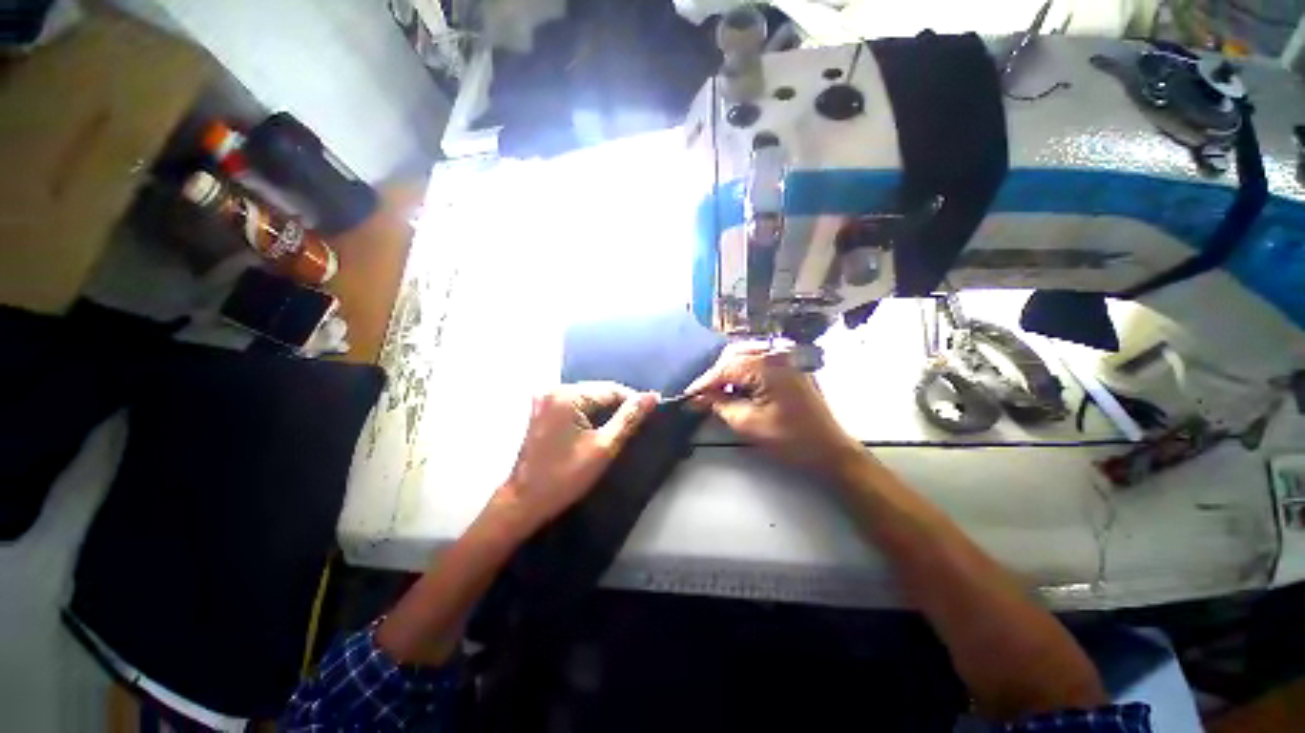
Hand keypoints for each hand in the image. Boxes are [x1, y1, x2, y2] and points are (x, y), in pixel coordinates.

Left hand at [488, 382, 657, 536]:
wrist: (524, 501)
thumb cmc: (565, 477)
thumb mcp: (604, 448)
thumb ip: (629, 419)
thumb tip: (651, 396)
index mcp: (566, 396)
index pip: (611, 389)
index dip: (633, 400)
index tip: (651, 413)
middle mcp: (553, 389)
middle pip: (598, 390)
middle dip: (618, 405)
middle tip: (636, 424)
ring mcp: (544, 398)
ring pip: (588, 396)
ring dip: (605, 409)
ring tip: (621, 427)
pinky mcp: (542, 408)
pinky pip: (575, 403)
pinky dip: (589, 413)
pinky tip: (598, 428)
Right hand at [687, 343, 861, 473]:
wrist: (830, 450)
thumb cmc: (791, 440)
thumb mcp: (748, 423)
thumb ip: (719, 405)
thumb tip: (698, 397)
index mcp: (767, 365)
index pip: (725, 368)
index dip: (703, 383)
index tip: (687, 396)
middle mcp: (776, 354)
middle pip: (734, 356)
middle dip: (715, 375)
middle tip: (700, 396)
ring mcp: (785, 358)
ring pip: (745, 357)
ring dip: (727, 373)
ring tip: (714, 394)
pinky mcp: (789, 367)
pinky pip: (758, 363)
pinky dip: (742, 374)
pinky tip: (734, 389)